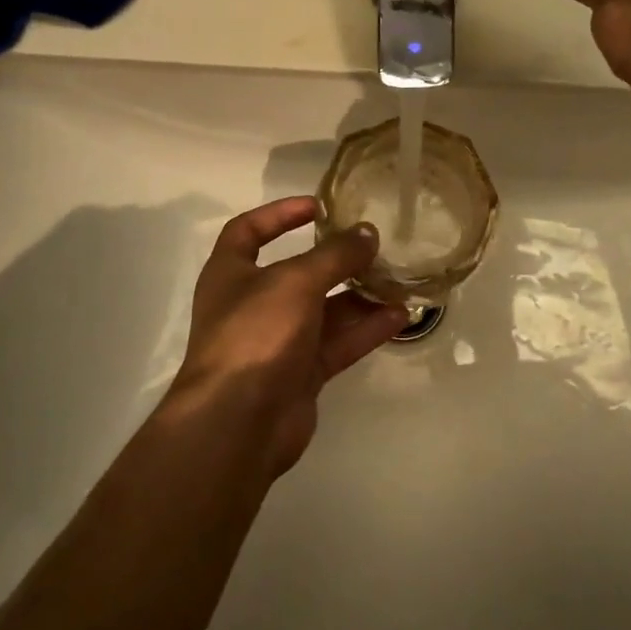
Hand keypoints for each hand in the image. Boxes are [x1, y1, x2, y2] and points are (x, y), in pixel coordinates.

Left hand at [166, 196, 407, 476]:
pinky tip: (399, 317)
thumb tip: (367, 232)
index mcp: (231, 274)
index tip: (319, 206)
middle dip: (335, 260)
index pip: (248, 231)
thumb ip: (335, 255)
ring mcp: (277, 341)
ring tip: (398, 281)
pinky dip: (365, 330)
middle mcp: (252, 304)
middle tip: (374, 246)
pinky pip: (337, 343)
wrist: (238, 422)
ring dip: (359, 296)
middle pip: (298, 273)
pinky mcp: (300, 373)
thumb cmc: (256, 333)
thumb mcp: (296, 281)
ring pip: (324, 311)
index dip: (279, 214)